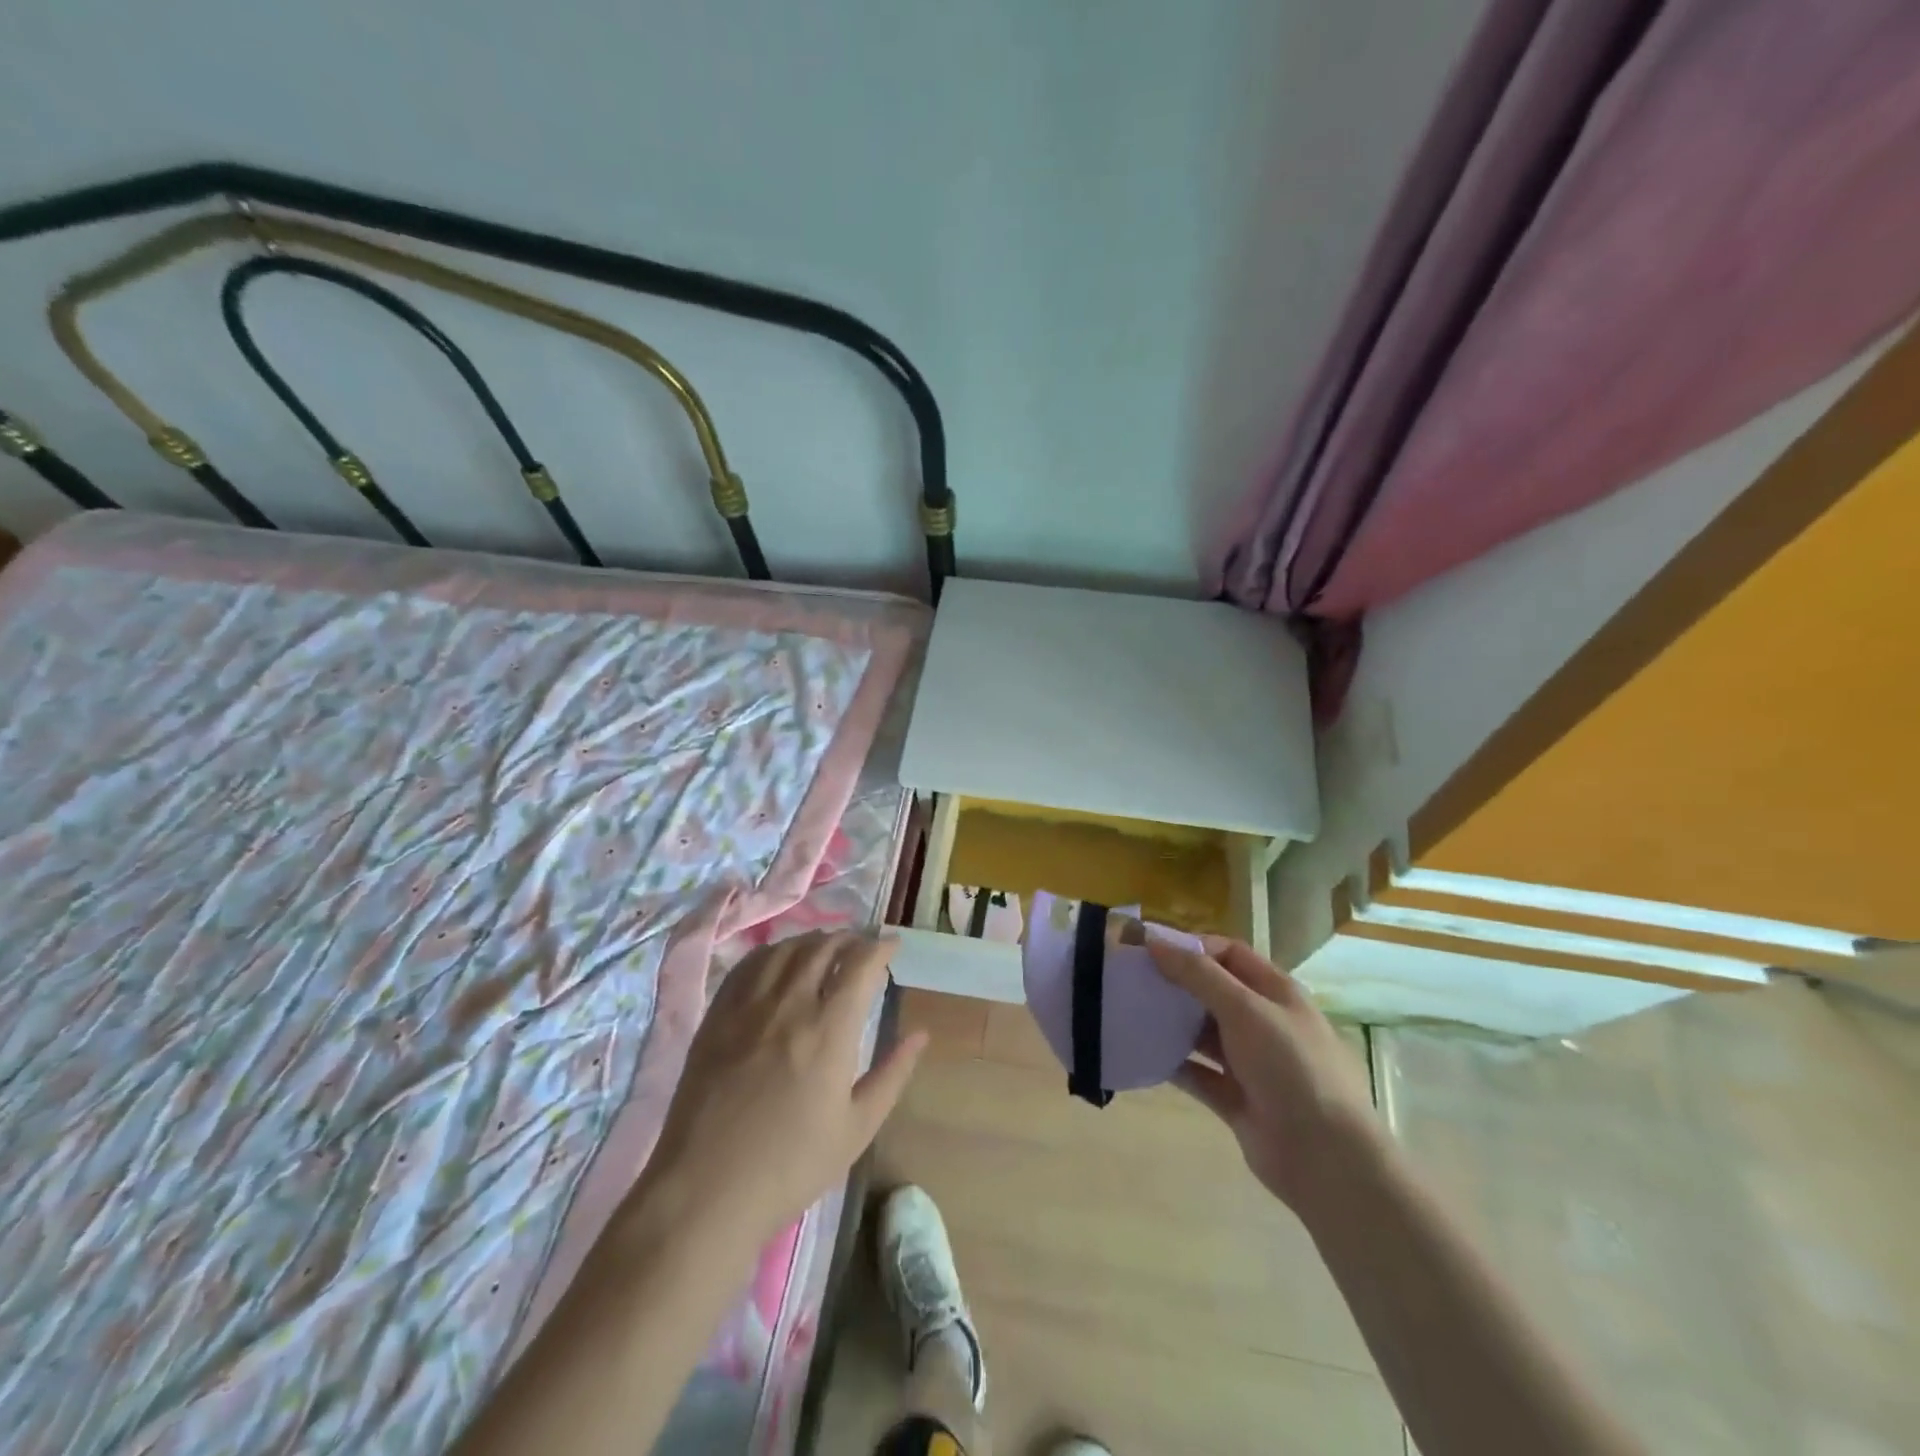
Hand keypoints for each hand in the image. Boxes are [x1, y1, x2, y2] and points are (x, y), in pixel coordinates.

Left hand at [639, 931, 926, 1251]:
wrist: (706, 1191)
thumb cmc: (790, 1166)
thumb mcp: (857, 1128)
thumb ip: (892, 1074)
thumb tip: (921, 1034)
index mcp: (829, 1030)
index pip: (860, 964)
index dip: (880, 947)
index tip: (892, 945)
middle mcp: (790, 1004)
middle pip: (822, 947)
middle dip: (849, 939)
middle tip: (862, 946)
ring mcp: (748, 1006)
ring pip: (785, 950)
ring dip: (812, 940)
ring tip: (826, 948)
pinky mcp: (717, 1015)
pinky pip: (748, 965)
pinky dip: (772, 952)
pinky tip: (779, 961)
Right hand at [1148, 935, 1384, 1215]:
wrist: (1326, 1158)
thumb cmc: (1291, 1068)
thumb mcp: (1245, 1010)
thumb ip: (1199, 975)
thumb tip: (1154, 943)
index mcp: (1275, 992)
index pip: (1229, 954)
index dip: (1192, 947)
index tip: (1149, 949)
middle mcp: (1263, 1022)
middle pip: (1212, 991)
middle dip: (1175, 983)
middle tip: (1132, 980)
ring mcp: (1249, 1062)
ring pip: (1202, 1033)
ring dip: (1171, 1023)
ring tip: (1130, 1013)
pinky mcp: (1235, 1098)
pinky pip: (1197, 1073)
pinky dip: (1172, 1064)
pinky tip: (1142, 1055)